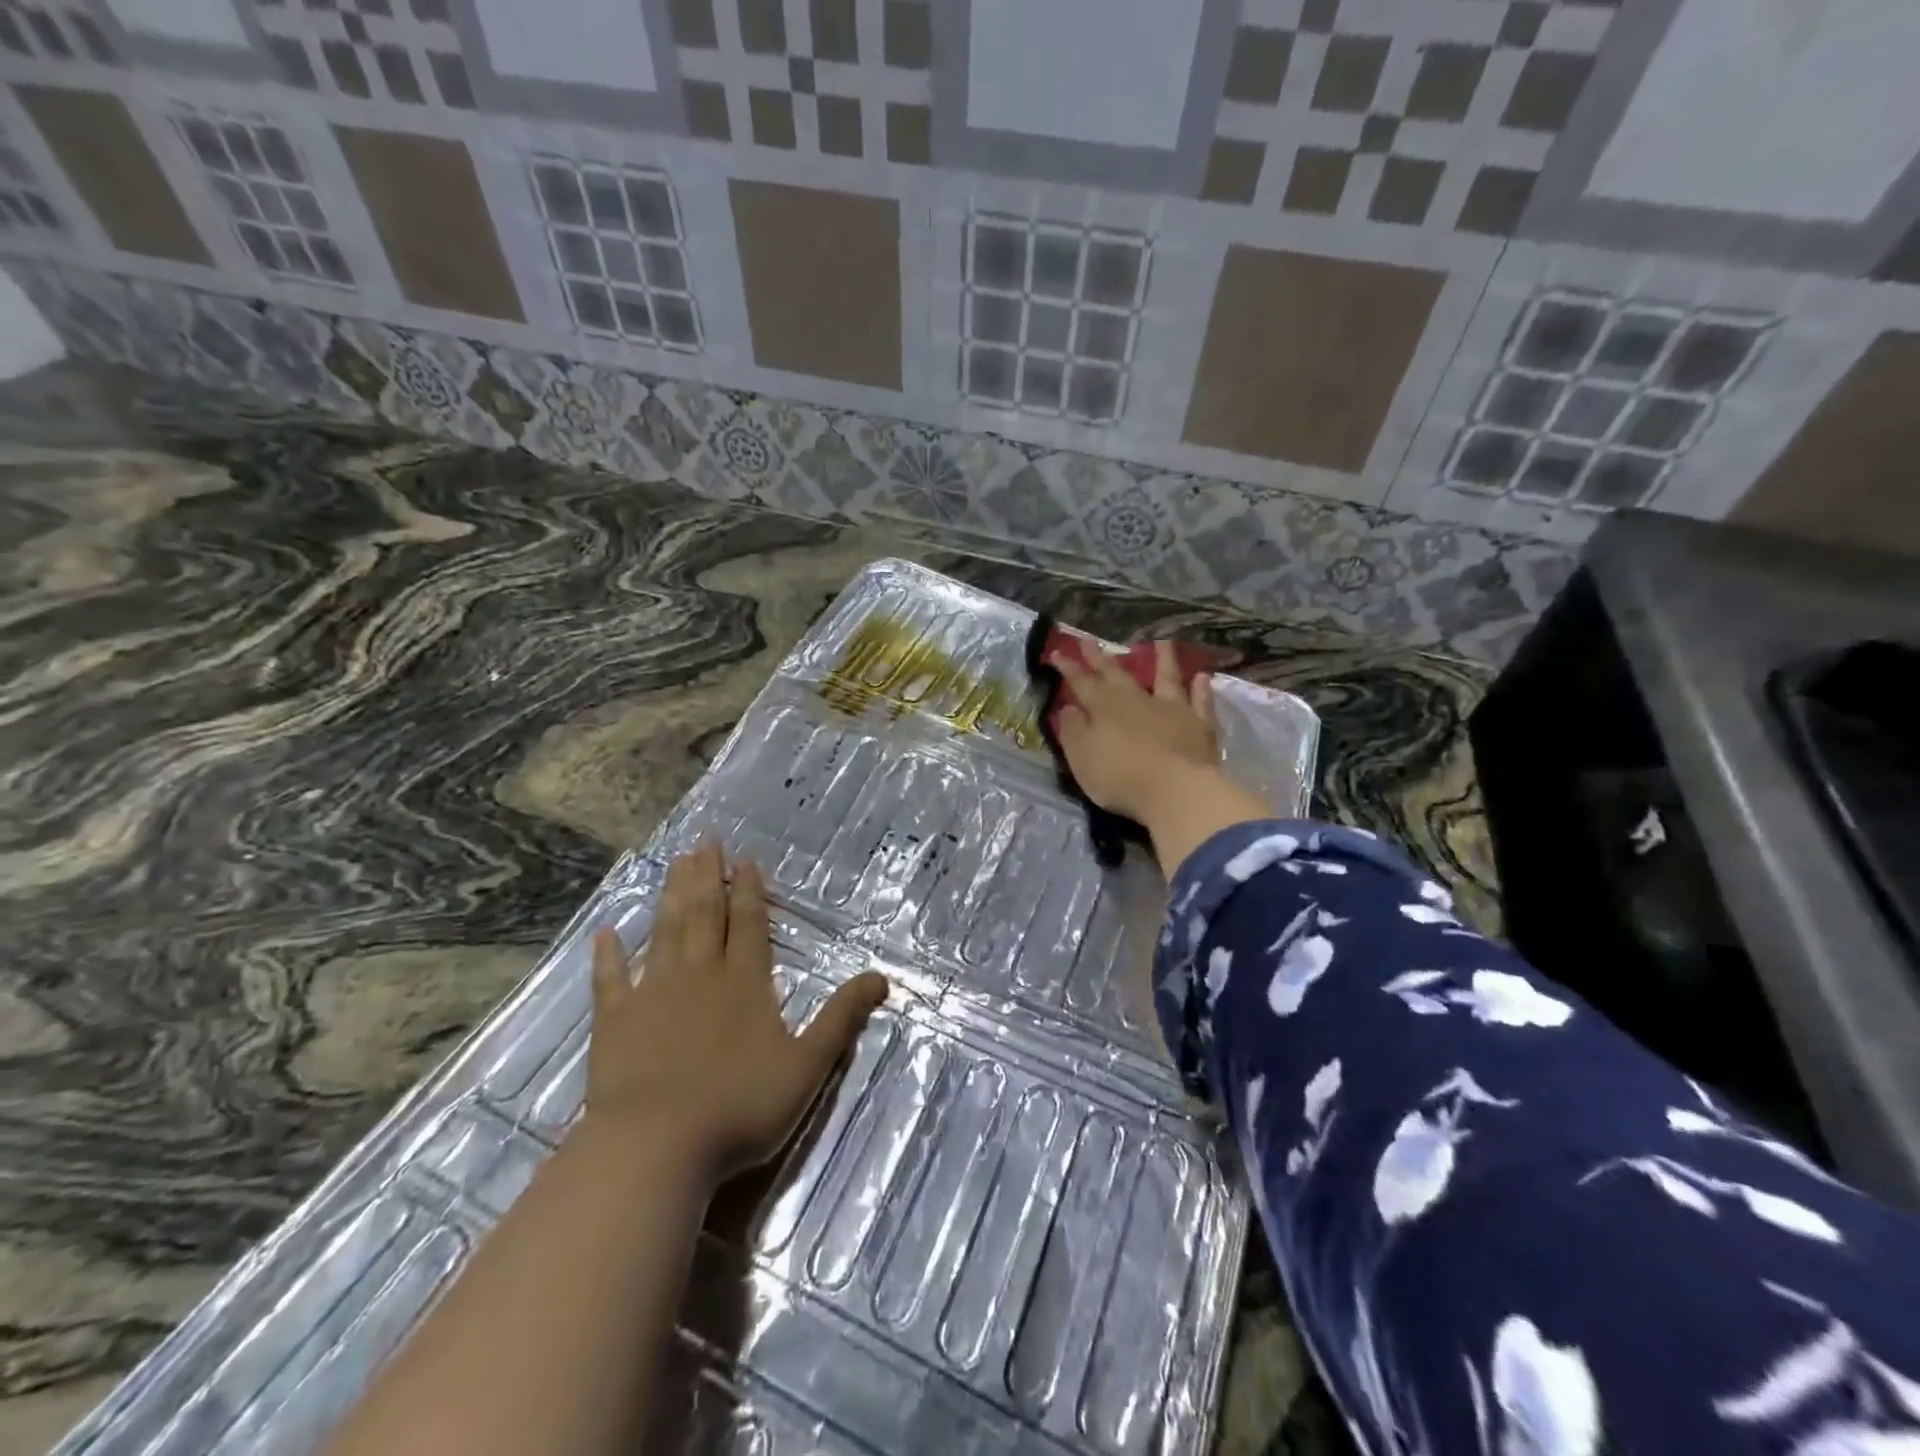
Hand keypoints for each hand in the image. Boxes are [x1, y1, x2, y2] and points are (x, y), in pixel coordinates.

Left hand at [581, 843, 888, 1185]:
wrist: (655, 1148)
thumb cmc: (739, 1108)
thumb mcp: (808, 1067)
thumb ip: (842, 1019)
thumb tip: (881, 977)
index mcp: (745, 983)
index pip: (750, 924)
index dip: (751, 891)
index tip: (745, 860)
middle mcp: (700, 975)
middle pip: (705, 914)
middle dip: (708, 876)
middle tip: (705, 841)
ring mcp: (654, 994)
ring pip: (665, 932)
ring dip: (671, 896)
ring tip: (675, 863)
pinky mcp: (615, 1021)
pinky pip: (611, 979)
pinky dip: (608, 955)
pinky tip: (605, 933)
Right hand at [1056, 640, 1217, 822]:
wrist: (1175, 790)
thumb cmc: (1119, 776)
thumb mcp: (1081, 757)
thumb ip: (1072, 730)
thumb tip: (1068, 707)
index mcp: (1104, 707)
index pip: (1081, 682)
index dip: (1068, 667)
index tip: (1056, 651)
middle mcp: (1137, 700)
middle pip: (1116, 674)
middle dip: (1101, 658)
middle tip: (1089, 640)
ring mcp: (1171, 709)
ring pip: (1166, 677)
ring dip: (1163, 659)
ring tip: (1162, 641)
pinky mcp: (1199, 725)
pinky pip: (1200, 701)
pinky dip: (1201, 689)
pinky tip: (1202, 677)